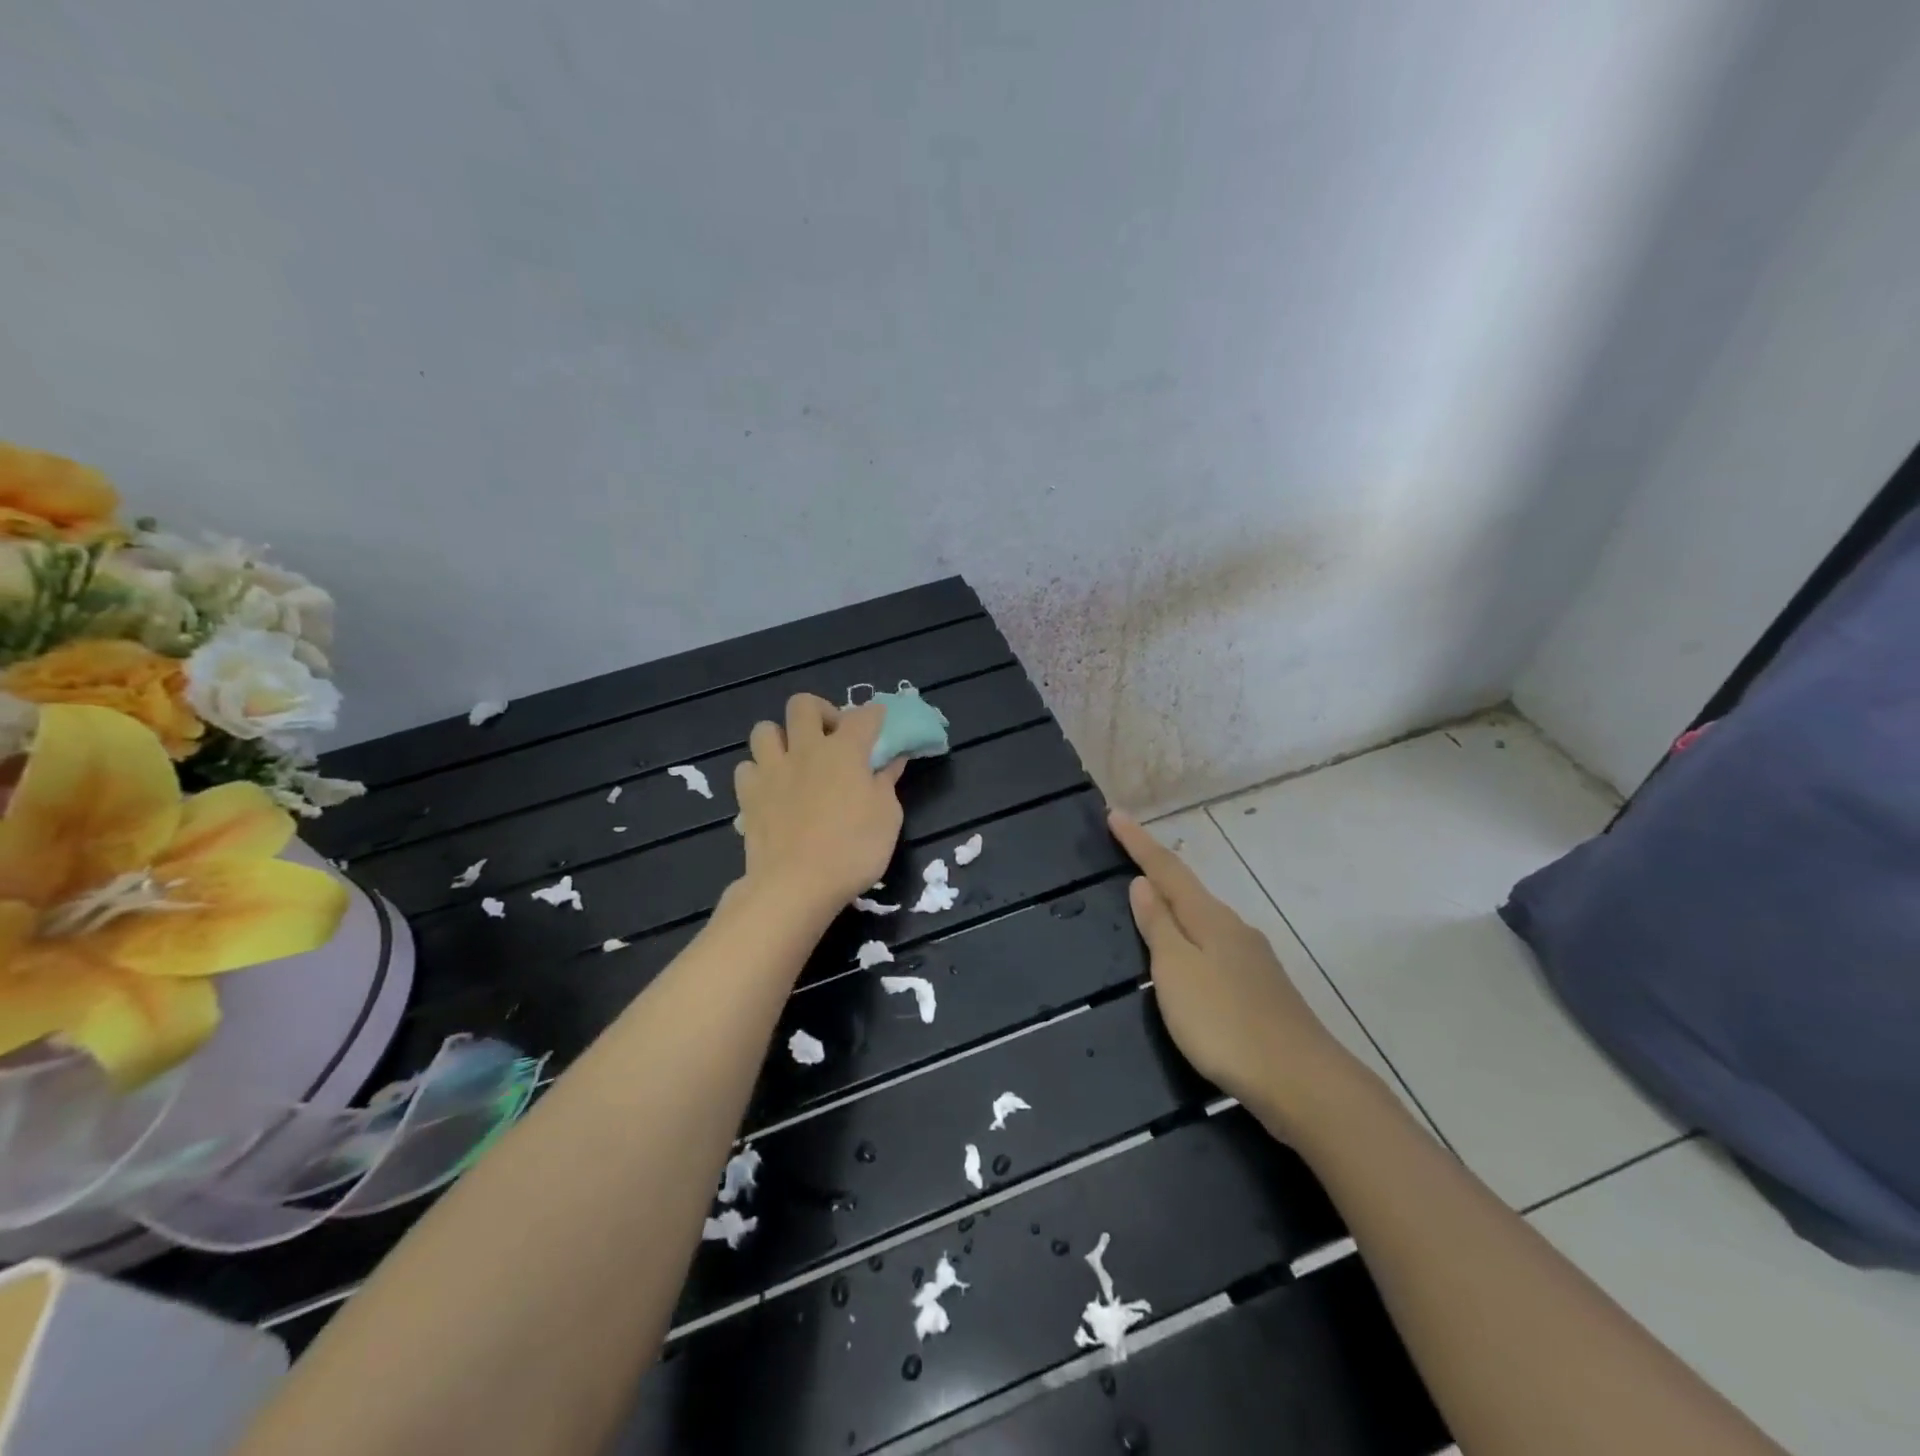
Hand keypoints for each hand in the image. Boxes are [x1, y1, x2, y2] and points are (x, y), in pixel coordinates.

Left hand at [734, 695, 904, 913]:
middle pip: (803, 705)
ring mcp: (771, 770)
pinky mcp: (748, 795)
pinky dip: (759, 772)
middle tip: (832, 735)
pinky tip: (772, 788)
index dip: (874, 714)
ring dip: (781, 737)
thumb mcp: (888, 817)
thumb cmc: (853, 850)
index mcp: (844, 751)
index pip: (863, 716)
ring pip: (765, 730)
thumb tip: (893, 760)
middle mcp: (805, 750)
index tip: (880, 721)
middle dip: (820, 711)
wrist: (796, 885)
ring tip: (795, 759)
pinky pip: (747, 767)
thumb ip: (887, 783)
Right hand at [1109, 810, 1352, 1127]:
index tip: (1115, 815)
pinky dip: (1192, 941)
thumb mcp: (1176, 971)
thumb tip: (1142, 883)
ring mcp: (1253, 960)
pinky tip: (1188, 963)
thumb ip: (1158, 926)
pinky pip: (1215, 949)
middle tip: (1127, 859)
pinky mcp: (1262, 991)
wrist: (1302, 1083)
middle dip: (1157, 873)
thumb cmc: (1225, 1022)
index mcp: (1209, 918)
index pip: (1166, 869)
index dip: (1139, 843)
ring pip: (1204, 922)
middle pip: (1188, 892)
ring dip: (1175, 909)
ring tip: (1150, 909)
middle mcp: (1234, 929)